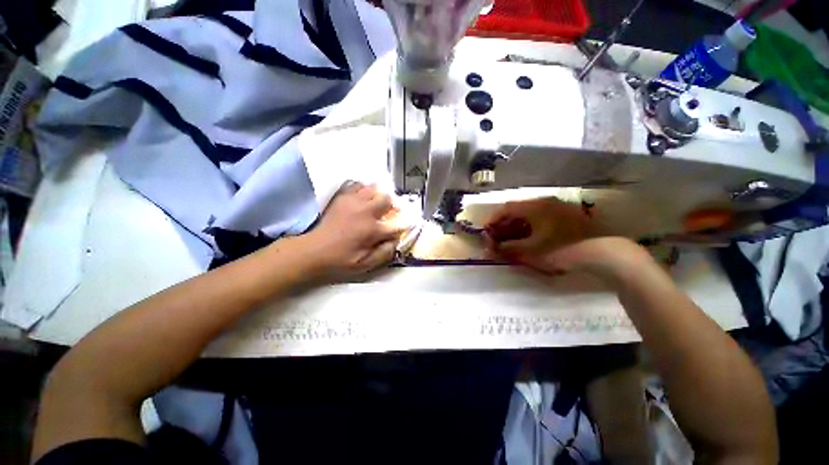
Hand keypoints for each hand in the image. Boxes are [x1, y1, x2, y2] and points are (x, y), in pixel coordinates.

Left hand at [300, 182, 403, 277]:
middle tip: (386, 215)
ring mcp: (353, 201)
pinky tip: (361, 199)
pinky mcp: (342, 197)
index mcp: (372, 229)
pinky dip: (362, 190)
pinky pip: (357, 185)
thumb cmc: (340, 260)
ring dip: (377, 196)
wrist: (312, 251)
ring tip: (373, 206)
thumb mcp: (365, 265)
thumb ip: (385, 253)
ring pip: (373, 188)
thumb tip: (396, 240)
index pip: (397, 224)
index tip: (402, 227)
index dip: (403, 225)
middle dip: (390, 207)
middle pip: (386, 199)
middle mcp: (365, 211)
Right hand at [485, 198, 647, 283]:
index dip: (493, 219)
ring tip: (512, 239)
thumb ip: (507, 249)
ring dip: (517, 225)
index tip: (485, 231)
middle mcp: (546, 202)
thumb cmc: (563, 250)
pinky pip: (542, 218)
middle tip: (497, 237)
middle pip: (518, 210)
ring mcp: (560, 208)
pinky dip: (531, 227)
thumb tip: (488, 249)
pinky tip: (531, 238)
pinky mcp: (569, 216)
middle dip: (504, 224)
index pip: (506, 208)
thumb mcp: (530, 252)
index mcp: (535, 206)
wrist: (605, 253)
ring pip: (530, 214)